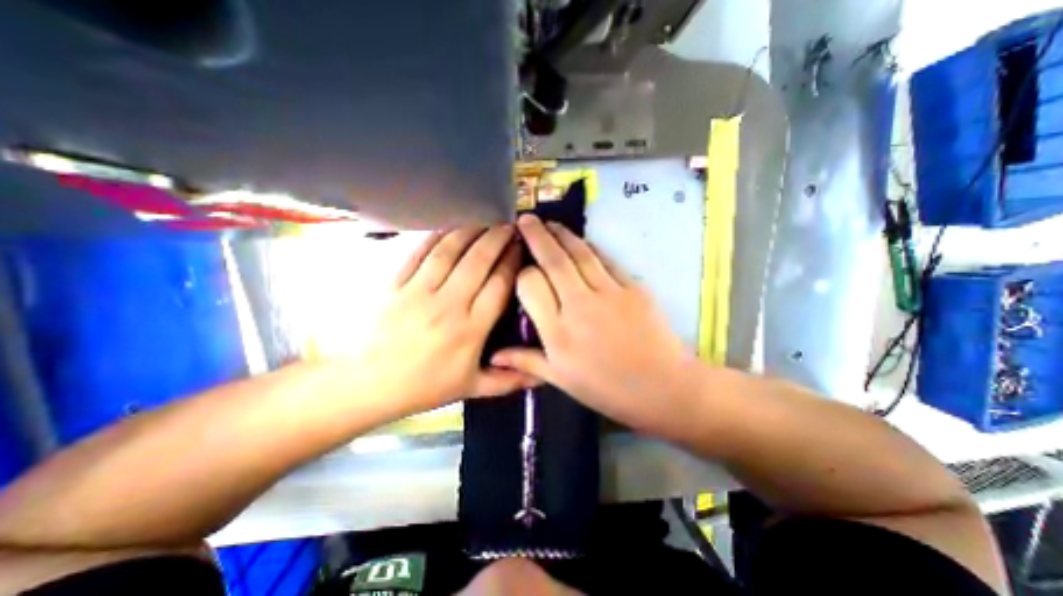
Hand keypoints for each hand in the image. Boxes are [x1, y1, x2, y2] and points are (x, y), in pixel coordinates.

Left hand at [356, 226, 539, 416]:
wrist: (369, 385)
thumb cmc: (425, 387)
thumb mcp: (471, 388)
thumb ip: (508, 381)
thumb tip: (543, 377)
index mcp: (471, 329)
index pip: (499, 284)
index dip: (512, 261)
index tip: (522, 246)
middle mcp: (448, 305)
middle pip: (478, 261)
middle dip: (497, 238)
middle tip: (510, 225)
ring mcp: (419, 291)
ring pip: (450, 251)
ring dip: (471, 230)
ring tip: (486, 220)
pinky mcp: (395, 283)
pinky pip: (420, 252)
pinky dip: (438, 235)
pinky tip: (451, 226)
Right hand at [491, 214, 704, 437]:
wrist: (663, 388)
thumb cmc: (608, 389)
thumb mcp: (562, 380)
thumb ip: (527, 361)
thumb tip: (493, 355)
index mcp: (558, 332)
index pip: (531, 284)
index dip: (523, 272)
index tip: (521, 268)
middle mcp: (579, 306)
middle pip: (553, 260)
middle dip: (536, 236)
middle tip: (525, 220)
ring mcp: (608, 293)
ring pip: (579, 253)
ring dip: (561, 234)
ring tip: (549, 223)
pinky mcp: (632, 287)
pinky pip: (605, 260)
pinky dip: (590, 247)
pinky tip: (581, 242)